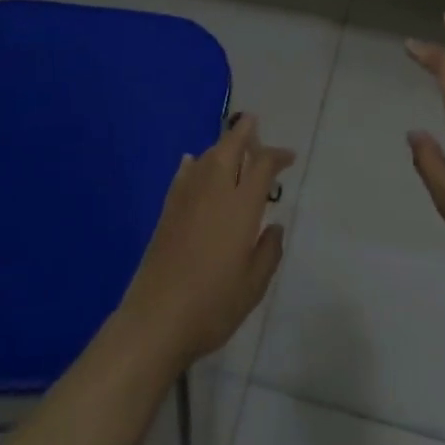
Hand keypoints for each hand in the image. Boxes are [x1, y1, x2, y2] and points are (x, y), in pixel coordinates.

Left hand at [117, 113, 294, 368]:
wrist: (156, 320)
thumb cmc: (213, 304)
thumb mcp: (254, 285)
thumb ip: (268, 251)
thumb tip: (274, 226)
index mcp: (241, 205)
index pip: (262, 165)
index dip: (277, 156)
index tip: (289, 157)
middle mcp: (214, 191)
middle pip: (230, 147)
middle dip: (244, 131)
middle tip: (254, 124)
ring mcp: (187, 198)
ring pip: (207, 156)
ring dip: (221, 146)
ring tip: (231, 149)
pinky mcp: (167, 211)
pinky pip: (185, 173)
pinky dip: (194, 163)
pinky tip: (192, 163)